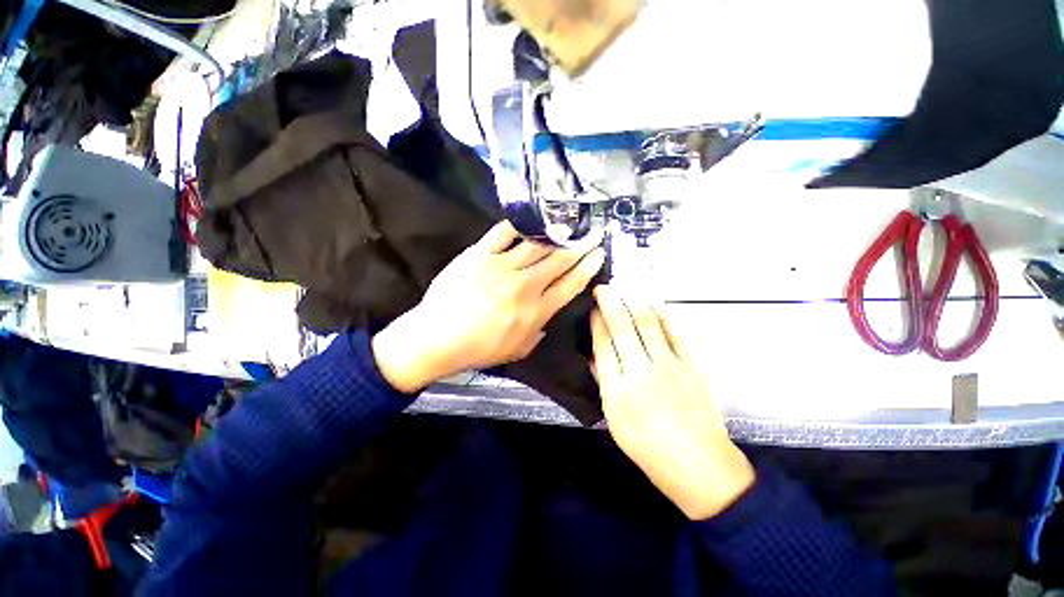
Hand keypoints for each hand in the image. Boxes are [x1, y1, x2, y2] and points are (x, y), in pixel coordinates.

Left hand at [372, 221, 604, 392]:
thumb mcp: (517, 350)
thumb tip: (547, 315)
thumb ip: (538, 332)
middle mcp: (525, 285)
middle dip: (581, 245)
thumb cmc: (478, 349)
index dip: (588, 268)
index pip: (570, 285)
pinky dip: (519, 224)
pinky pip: (503, 233)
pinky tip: (530, 219)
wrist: (437, 337)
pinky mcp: (480, 254)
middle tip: (595, 232)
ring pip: (537, 244)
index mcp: (536, 311)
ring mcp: (502, 266)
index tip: (599, 254)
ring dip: (557, 233)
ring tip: (570, 223)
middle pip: (560, 260)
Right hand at [591, 285, 754, 519]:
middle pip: (623, 325)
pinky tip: (653, 302)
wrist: (698, 465)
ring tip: (623, 287)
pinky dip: (663, 312)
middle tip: (603, 287)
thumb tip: (594, 354)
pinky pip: (676, 331)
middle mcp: (641, 371)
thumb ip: (604, 382)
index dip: (596, 320)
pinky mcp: (693, 365)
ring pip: (648, 322)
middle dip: (610, 301)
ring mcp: (670, 365)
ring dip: (633, 300)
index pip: (603, 343)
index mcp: (617, 389)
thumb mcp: (614, 419)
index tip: (593, 306)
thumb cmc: (648, 447)